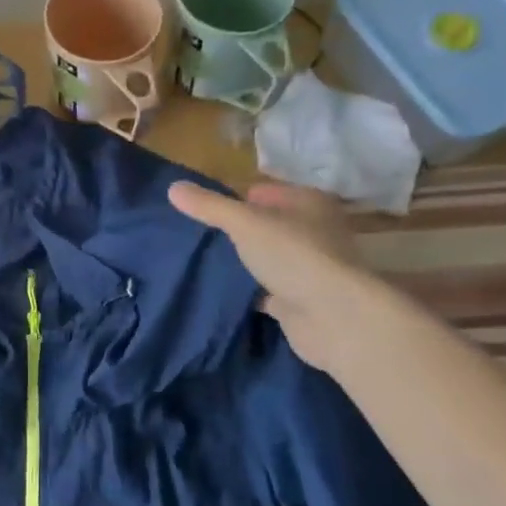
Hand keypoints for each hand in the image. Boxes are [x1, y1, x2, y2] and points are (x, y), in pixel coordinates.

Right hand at [168, 180, 376, 371]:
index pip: (267, 191)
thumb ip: (210, 207)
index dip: (239, 198)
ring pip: (268, 258)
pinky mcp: (301, 300)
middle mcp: (314, 232)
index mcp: (308, 203)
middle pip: (268, 225)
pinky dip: (249, 291)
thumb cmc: (293, 255)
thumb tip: (172, 188)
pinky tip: (223, 292)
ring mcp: (309, 268)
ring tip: (205, 262)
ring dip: (245, 262)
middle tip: (200, 236)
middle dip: (239, 231)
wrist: (333, 317)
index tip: (206, 210)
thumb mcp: (244, 223)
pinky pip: (268, 290)